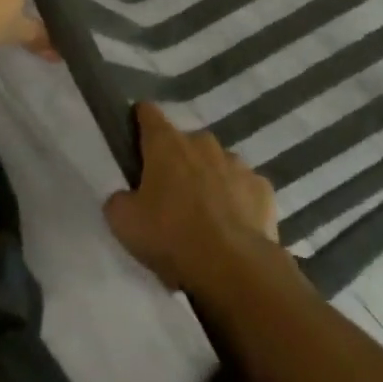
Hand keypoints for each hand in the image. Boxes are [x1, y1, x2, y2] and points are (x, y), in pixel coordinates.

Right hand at [104, 102, 279, 295]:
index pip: (147, 113)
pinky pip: (244, 188)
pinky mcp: (263, 189)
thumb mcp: (124, 223)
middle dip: (177, 162)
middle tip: (170, 197)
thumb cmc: (172, 236)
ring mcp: (237, 163)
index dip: (139, 122)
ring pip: (217, 164)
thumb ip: (119, 201)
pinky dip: (238, 202)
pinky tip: (234, 229)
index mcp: (165, 143)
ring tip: (205, 218)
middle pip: (184, 143)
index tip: (136, 141)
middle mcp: (202, 142)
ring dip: (209, 181)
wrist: (235, 268)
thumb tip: (125, 197)